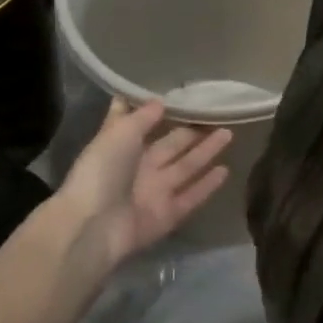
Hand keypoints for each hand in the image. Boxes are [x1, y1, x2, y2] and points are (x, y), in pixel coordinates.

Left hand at [52, 99, 231, 276]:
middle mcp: (140, 168)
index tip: (184, 96)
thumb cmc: (101, 172)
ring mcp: (155, 193)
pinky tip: (225, 170)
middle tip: (217, 114)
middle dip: (192, 131)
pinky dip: (207, 185)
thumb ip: (141, 117)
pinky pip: (192, 196)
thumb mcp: (118, 134)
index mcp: (123, 147)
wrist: (93, 226)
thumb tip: (160, 101)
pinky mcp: (168, 215)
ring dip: (206, 152)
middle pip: (172, 146)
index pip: (144, 125)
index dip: (161, 113)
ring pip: (186, 167)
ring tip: (229, 134)